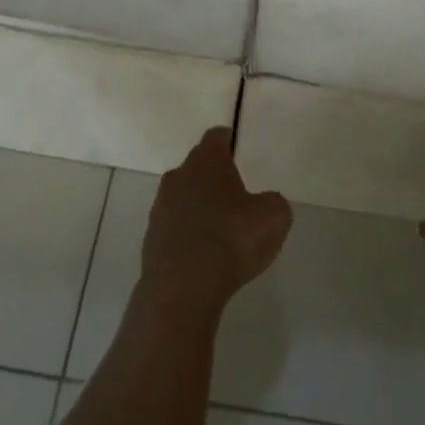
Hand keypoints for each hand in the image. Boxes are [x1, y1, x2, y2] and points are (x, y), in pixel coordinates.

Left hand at [140, 127, 292, 317]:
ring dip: (198, 206)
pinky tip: (202, 255)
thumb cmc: (231, 239)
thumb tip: (266, 203)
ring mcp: (160, 206)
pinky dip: (187, 234)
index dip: (230, 142)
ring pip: (183, 196)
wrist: (182, 287)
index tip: (239, 152)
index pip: (217, 137)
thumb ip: (273, 202)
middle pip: (197, 166)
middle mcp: (179, 174)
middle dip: (213, 177)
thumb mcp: (273, 217)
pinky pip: (174, 227)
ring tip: (219, 230)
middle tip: (235, 196)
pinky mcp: (151, 237)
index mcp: (207, 160)